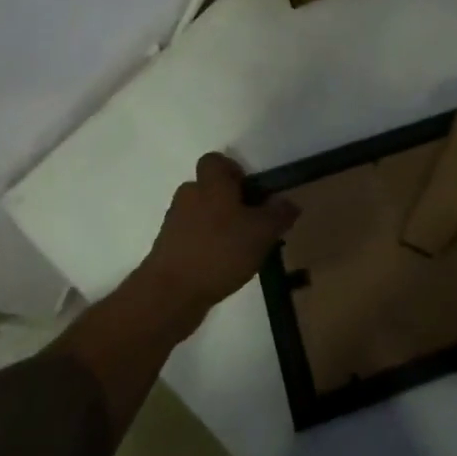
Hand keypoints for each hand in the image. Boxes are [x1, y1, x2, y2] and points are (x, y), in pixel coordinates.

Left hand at [136, 153, 298, 330]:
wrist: (170, 295)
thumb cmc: (220, 251)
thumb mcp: (262, 232)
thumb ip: (279, 214)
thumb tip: (288, 203)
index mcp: (211, 184)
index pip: (215, 161)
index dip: (233, 170)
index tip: (250, 192)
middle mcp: (189, 197)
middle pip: (210, 189)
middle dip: (230, 202)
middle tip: (252, 223)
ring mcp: (174, 224)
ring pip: (201, 214)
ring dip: (219, 226)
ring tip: (240, 250)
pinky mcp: (167, 250)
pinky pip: (192, 238)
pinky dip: (207, 247)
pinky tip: (223, 268)